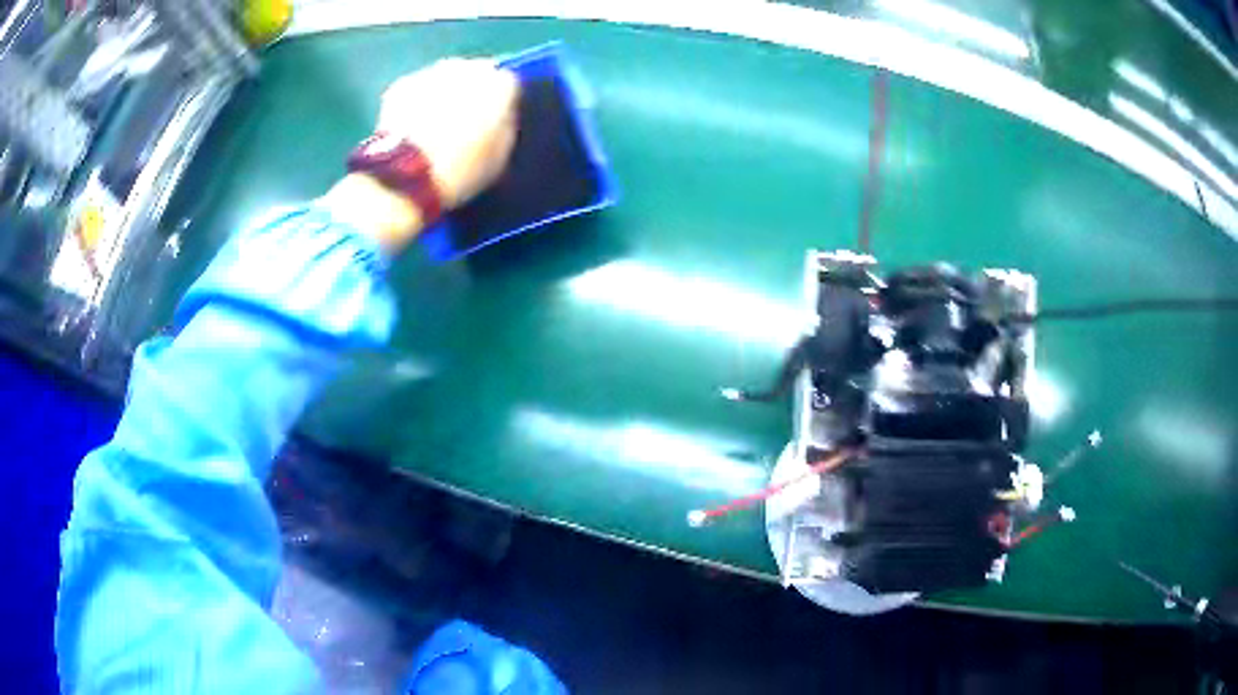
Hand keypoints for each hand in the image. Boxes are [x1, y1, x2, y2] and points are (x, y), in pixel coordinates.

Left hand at [322, 59, 519, 253]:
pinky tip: (413, 127)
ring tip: (435, 126)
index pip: (509, 84)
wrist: (406, 176)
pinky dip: (417, 102)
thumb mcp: (500, 155)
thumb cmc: (460, 170)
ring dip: (443, 94)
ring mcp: (432, 72)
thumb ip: (505, 125)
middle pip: (476, 73)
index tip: (494, 122)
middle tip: (464, 123)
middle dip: (472, 92)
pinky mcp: (402, 84)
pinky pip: (418, 89)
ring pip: (445, 78)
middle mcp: (468, 68)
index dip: (501, 104)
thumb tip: (500, 114)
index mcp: (499, 85)